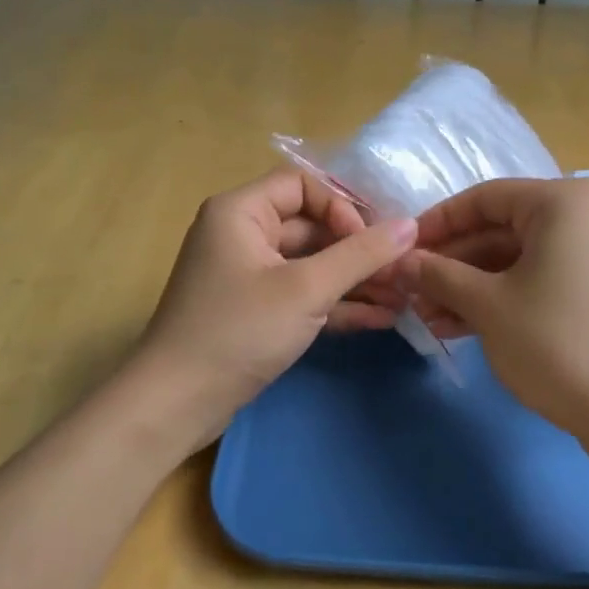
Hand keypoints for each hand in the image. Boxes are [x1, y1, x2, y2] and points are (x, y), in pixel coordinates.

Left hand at [132, 167, 417, 447]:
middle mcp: (242, 235)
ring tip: (401, 298)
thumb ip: (360, 255)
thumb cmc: (239, 331)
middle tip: (402, 273)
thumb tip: (411, 225)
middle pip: (311, 227)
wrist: (177, 403)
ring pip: (311, 265)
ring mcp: (248, 276)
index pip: (303, 186)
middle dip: (358, 250)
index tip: (369, 243)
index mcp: (241, 212)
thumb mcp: (306, 289)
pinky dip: (335, 305)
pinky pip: (302, 295)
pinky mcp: (255, 312)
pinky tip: (380, 319)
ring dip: (354, 281)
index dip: (342, 208)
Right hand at [405, 178, 588, 439]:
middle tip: (411, 292)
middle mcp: (586, 215)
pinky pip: (540, 278)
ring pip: (518, 259)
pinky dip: (502, 297)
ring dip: (470, 286)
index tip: (401, 250)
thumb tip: (400, 261)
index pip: (484, 198)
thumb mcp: (488, 306)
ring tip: (429, 318)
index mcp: (563, 202)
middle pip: (501, 229)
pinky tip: (462, 326)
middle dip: (452, 264)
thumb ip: (438, 275)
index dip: (437, 223)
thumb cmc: (557, 343)